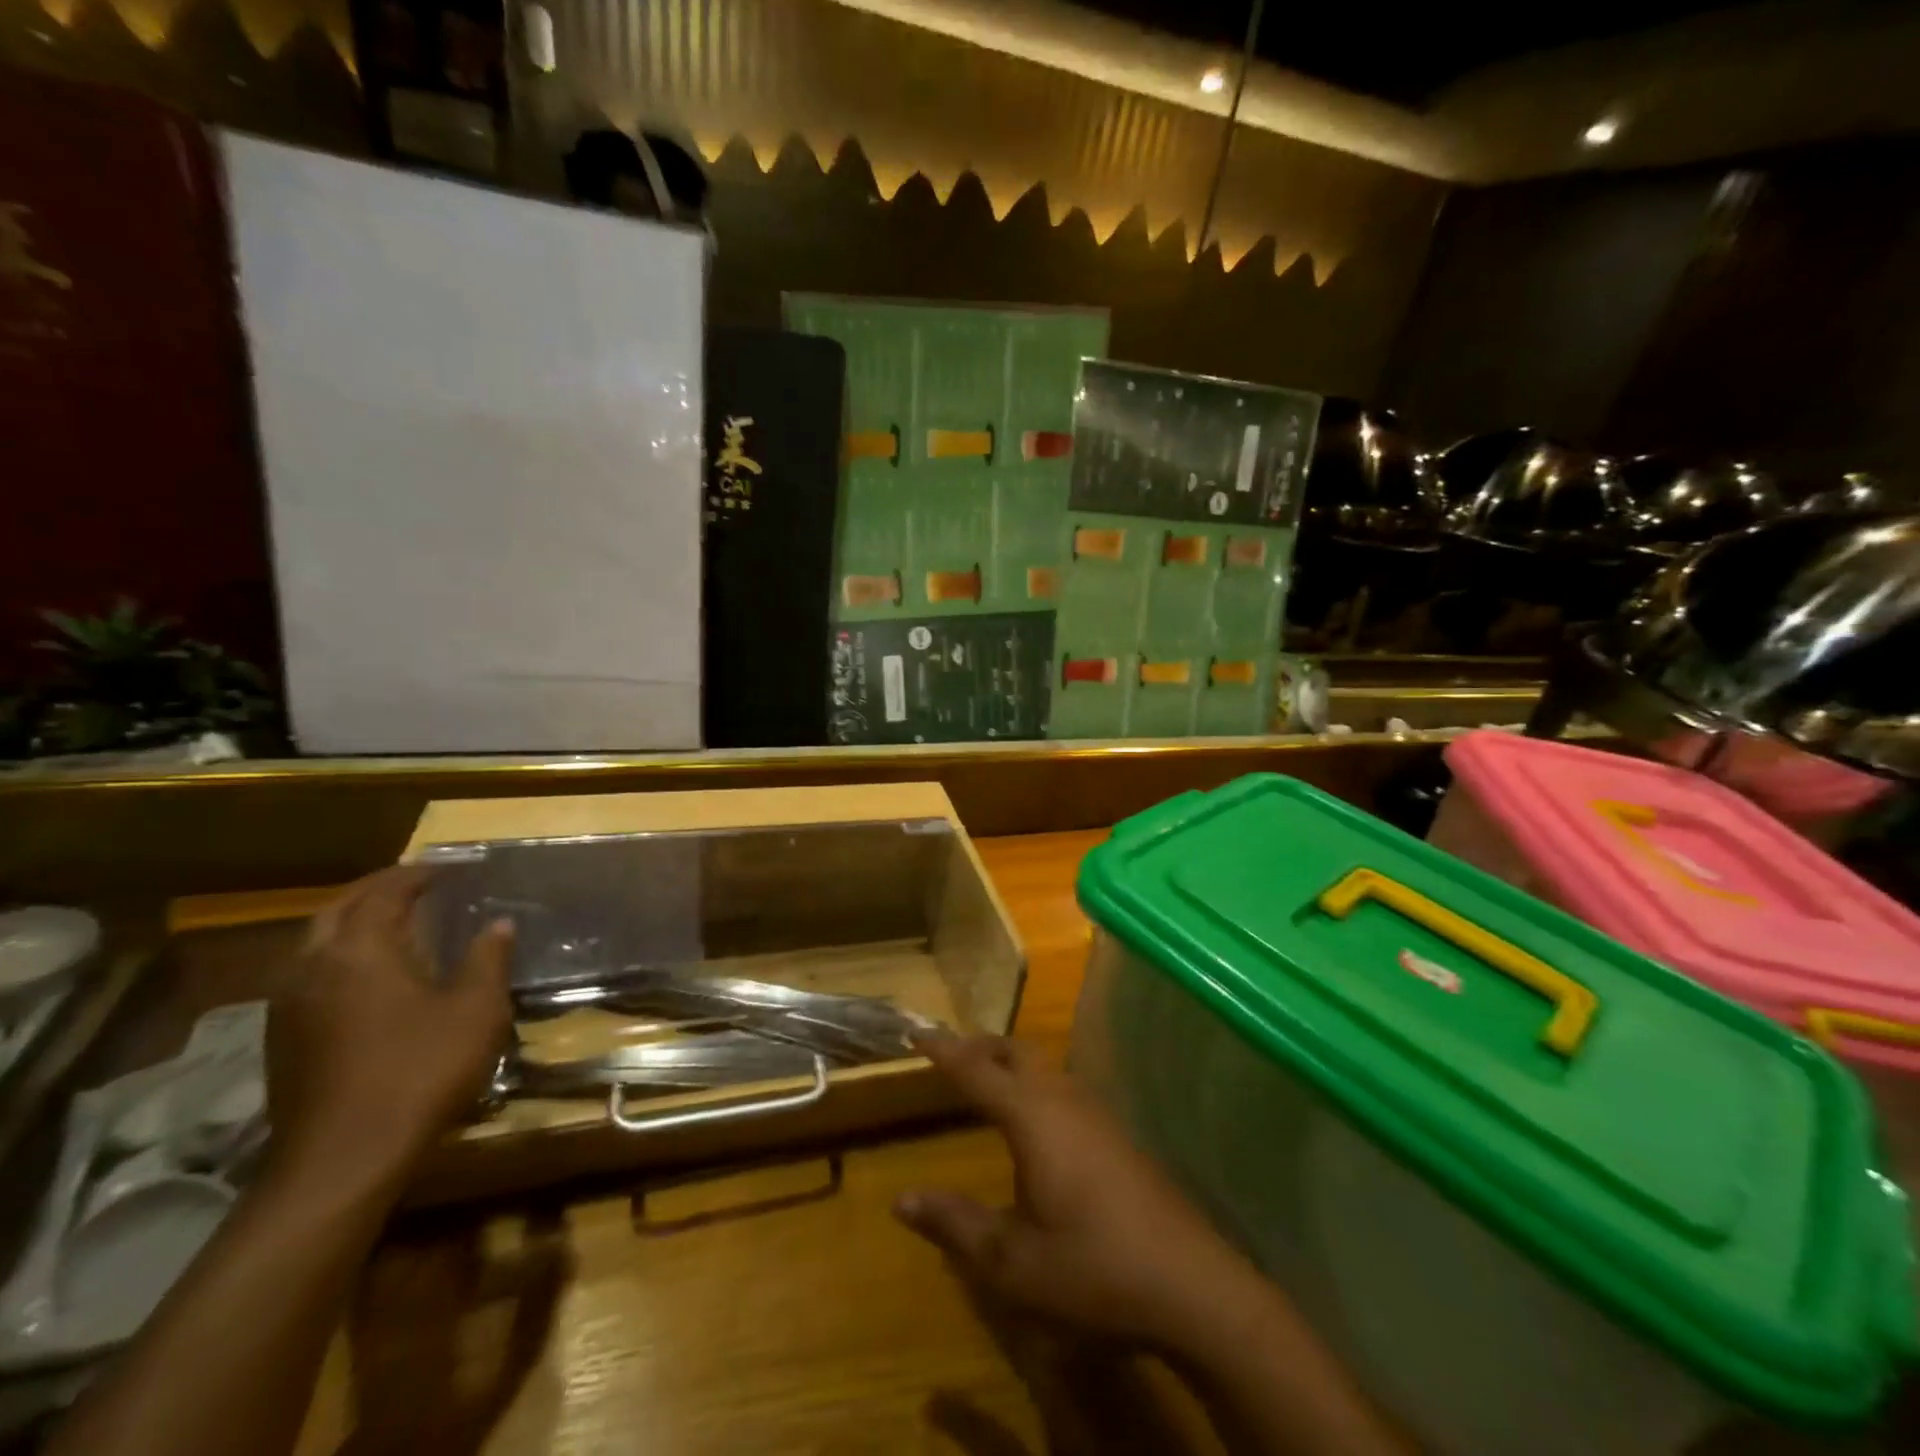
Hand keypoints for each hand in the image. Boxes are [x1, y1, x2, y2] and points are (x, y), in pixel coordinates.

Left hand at [266, 867, 512, 1193]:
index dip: (418, 874)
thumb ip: (488, 960)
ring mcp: (288, 1004)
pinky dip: (340, 954)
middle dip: (377, 889)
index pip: (385, 892)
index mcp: (360, 950)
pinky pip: (309, 973)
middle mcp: (313, 965)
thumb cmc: (421, 1070)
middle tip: (416, 884)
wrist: (343, 1158)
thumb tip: (498, 925)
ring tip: (394, 922)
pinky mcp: (281, 1037)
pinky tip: (367, 975)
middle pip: (338, 908)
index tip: (450, 868)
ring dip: (353, 921)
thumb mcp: (477, 1010)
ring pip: (316, 941)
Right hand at [894, 1032, 1257, 1354]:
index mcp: (1032, 1117)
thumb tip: (901, 1200)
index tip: (916, 1032)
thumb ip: (955, 1224)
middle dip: (980, 1047)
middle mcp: (1063, 1100)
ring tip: (988, 1081)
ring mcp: (1097, 1114)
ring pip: (1045, 1067)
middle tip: (950, 1055)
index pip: (976, 1070)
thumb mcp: (1012, 1262)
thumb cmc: (1094, 1270)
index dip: (943, 1050)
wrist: (1193, 1286)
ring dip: (1011, 1064)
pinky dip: (1035, 1086)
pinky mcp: (1118, 1135)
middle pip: (1016, 1052)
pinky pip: (1064, 1089)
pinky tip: (1038, 1124)